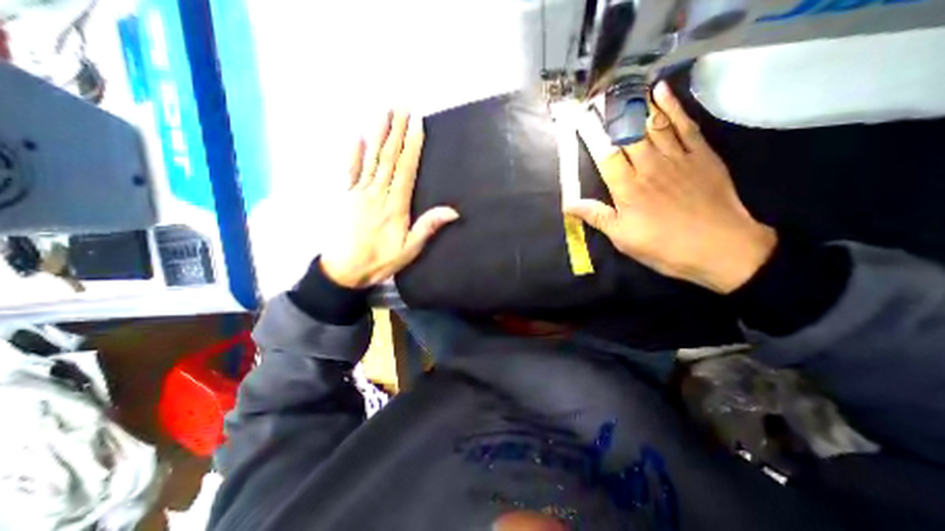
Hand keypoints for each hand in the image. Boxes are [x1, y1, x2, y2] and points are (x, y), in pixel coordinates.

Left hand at [321, 108, 460, 286]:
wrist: (345, 270)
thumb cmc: (381, 260)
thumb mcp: (410, 250)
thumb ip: (428, 227)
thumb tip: (452, 211)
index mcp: (395, 205)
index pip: (406, 169)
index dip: (412, 146)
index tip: (417, 123)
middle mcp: (377, 193)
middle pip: (388, 157)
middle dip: (397, 130)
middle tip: (402, 105)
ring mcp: (358, 192)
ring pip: (370, 158)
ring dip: (378, 133)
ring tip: (384, 112)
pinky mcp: (344, 195)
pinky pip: (348, 170)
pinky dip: (352, 152)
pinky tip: (356, 135)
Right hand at [568, 82, 774, 293]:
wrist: (720, 248)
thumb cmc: (663, 246)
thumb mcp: (623, 238)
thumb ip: (597, 216)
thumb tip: (569, 205)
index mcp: (628, 189)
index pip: (605, 156)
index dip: (592, 136)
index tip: (581, 120)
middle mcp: (649, 167)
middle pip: (627, 134)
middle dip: (611, 115)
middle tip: (599, 97)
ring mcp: (677, 158)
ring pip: (654, 124)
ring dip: (637, 105)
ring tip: (623, 89)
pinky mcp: (701, 155)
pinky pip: (685, 125)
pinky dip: (673, 106)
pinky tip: (661, 92)